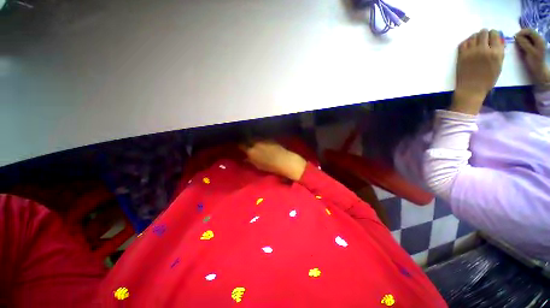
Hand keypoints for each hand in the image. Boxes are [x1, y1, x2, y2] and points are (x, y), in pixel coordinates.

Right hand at [241, 141, 306, 180]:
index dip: (240, 145)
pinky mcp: (270, 138)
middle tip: (246, 143)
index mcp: (251, 151)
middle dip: (246, 140)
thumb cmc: (271, 167)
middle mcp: (256, 143)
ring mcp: (263, 139)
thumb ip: (250, 161)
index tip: (240, 146)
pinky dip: (260, 139)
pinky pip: (262, 137)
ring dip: (253, 139)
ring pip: (255, 137)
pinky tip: (262, 142)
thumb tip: (245, 158)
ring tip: (253, 141)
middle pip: (248, 139)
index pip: (241, 145)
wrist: (285, 161)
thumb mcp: (258, 166)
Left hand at [451, 29, 504, 114]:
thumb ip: (499, 52)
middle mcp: (484, 49)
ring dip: (475, 37)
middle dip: (484, 34)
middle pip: (483, 33)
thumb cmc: (487, 79)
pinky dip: (466, 42)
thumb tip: (498, 40)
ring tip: (476, 42)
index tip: (492, 36)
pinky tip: (468, 45)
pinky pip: (463, 43)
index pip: (494, 34)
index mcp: (496, 52)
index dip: (493, 34)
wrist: (471, 89)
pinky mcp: (461, 55)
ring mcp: (471, 51)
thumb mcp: (499, 65)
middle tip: (484, 38)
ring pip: (473, 36)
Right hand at [515, 28, 549, 84]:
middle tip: (515, 40)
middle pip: (529, 33)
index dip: (522, 32)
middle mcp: (538, 39)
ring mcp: (536, 43)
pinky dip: (523, 42)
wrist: (539, 70)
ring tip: (517, 44)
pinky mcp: (533, 46)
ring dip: (521, 39)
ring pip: (527, 37)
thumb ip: (524, 43)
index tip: (515, 36)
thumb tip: (517, 36)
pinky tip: (520, 46)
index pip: (529, 31)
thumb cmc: (535, 62)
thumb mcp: (530, 52)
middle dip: (521, 35)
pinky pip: (527, 41)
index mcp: (539, 39)